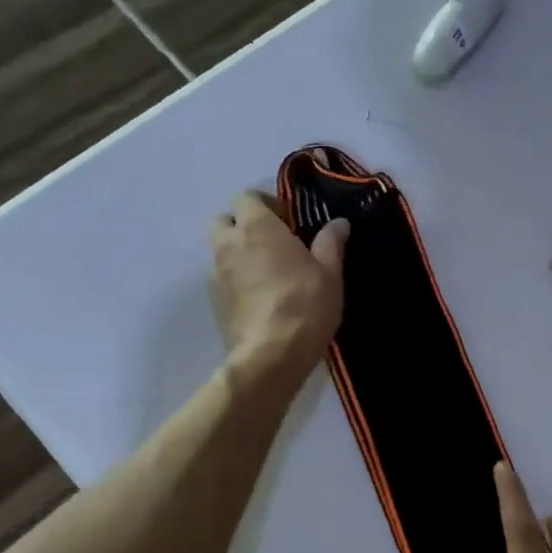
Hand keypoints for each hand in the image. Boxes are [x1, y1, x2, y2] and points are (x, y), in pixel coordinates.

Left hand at [209, 192, 346, 382]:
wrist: (272, 355)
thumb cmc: (305, 304)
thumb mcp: (330, 272)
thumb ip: (331, 242)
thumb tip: (338, 222)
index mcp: (257, 227)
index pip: (247, 197)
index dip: (266, 205)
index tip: (288, 222)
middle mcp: (228, 244)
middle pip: (224, 221)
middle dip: (243, 226)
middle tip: (272, 244)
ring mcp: (215, 274)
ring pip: (220, 252)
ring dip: (238, 255)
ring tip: (268, 275)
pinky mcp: (213, 303)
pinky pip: (221, 280)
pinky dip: (236, 281)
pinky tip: (260, 300)